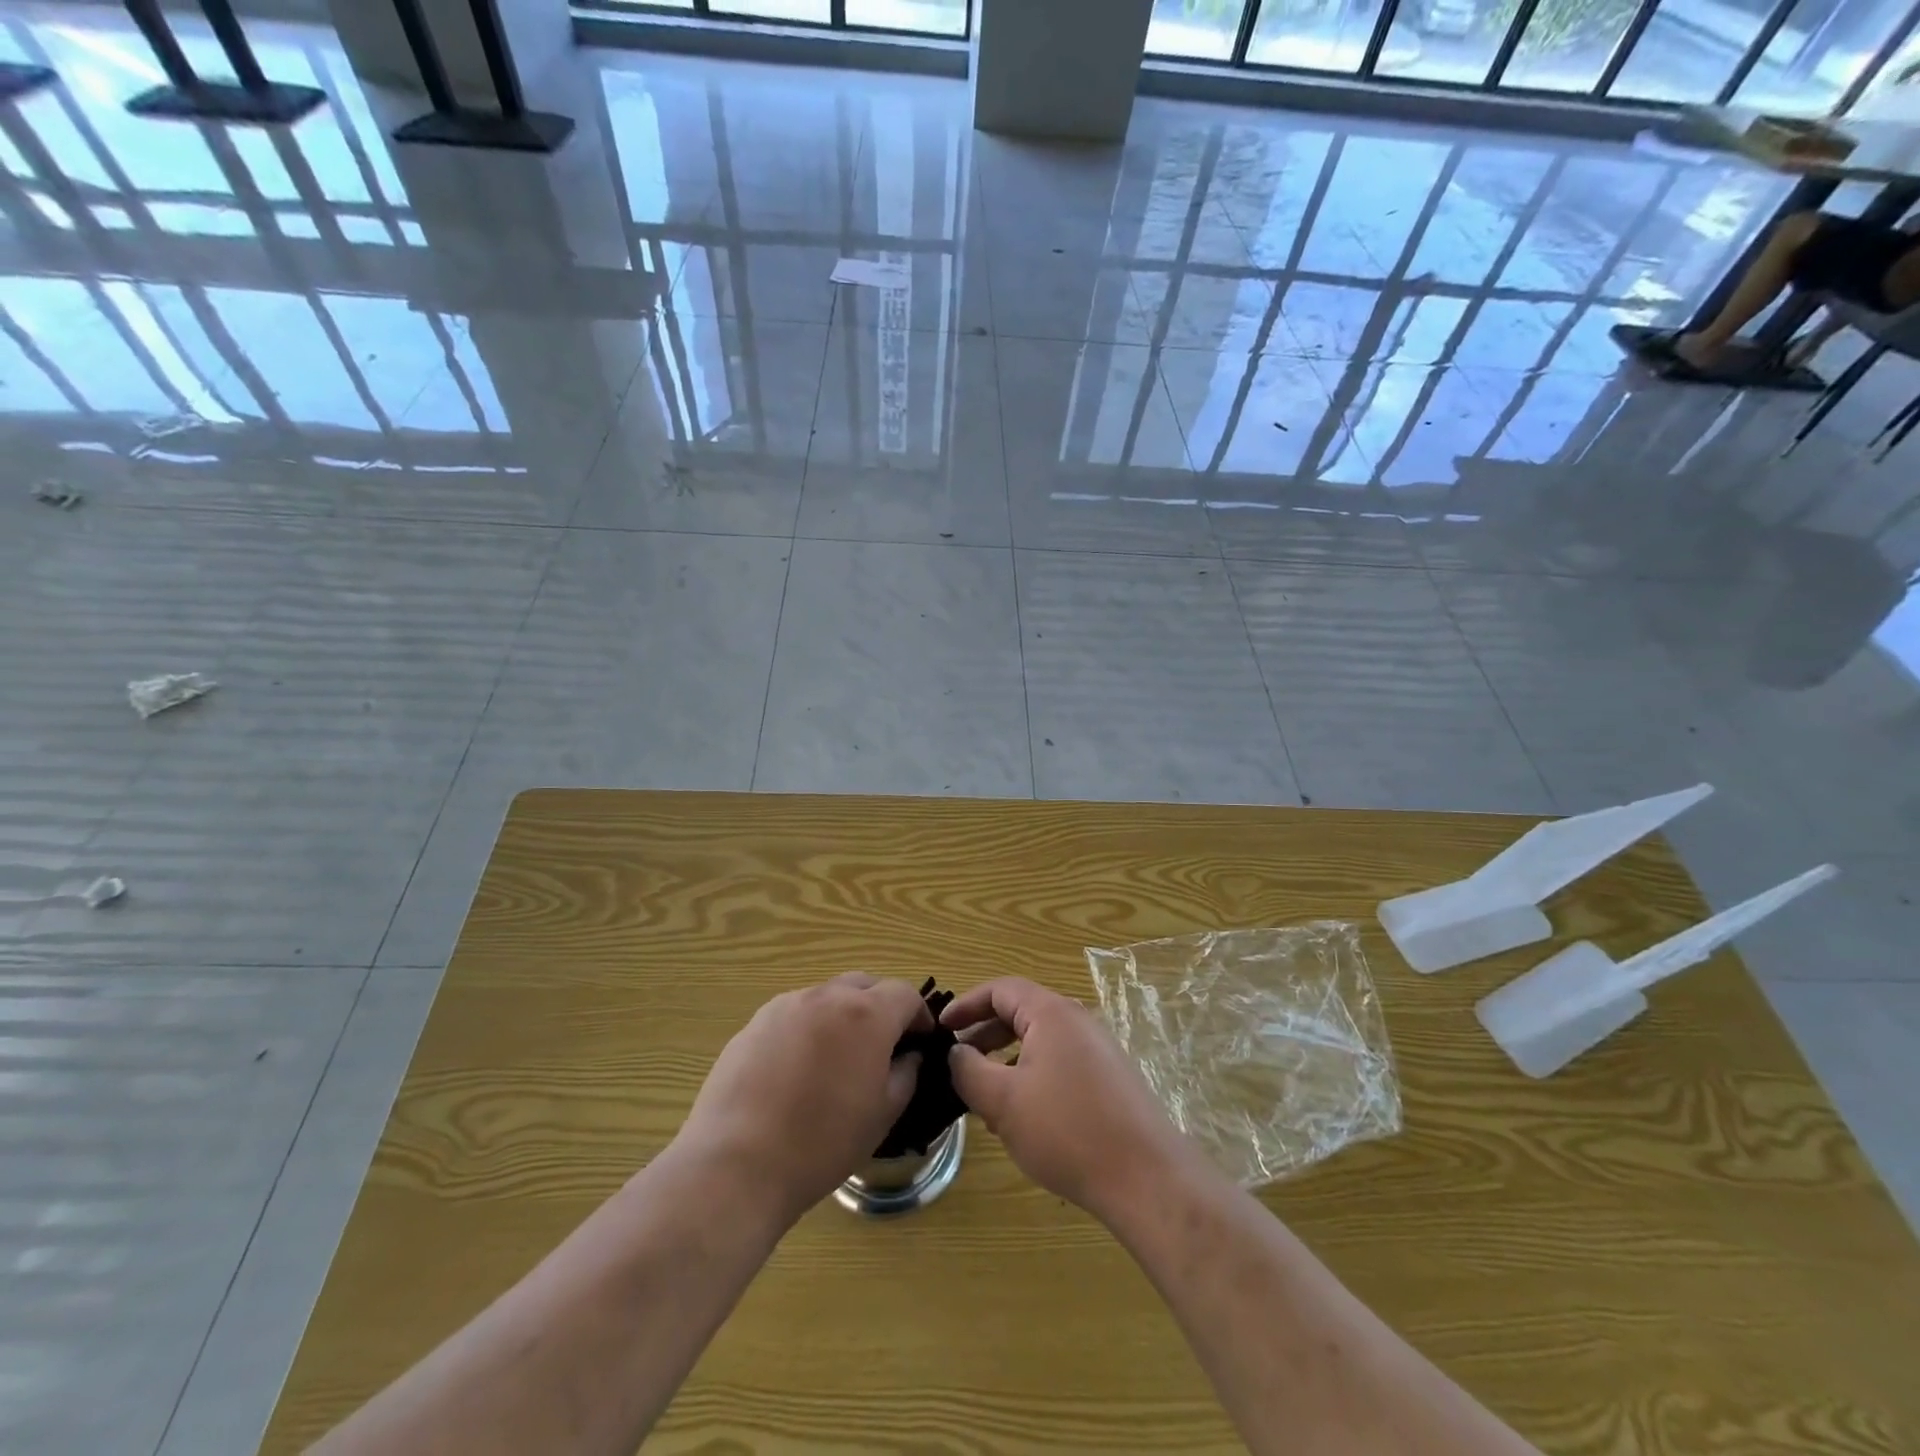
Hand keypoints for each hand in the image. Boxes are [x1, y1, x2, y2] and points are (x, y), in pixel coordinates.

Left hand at [677, 974, 930, 1224]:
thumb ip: (905, 1074)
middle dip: (880, 1007)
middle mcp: (827, 996)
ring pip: (827, 997)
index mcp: (866, 1014)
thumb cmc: (822, 1143)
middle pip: (865, 985)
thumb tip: (908, 1056)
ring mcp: (786, 1005)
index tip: (919, 1041)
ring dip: (842, 1016)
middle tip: (882, 1047)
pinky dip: (808, 1029)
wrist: (736, 1165)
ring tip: (836, 1059)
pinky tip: (797, 1071)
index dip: (919, 1014)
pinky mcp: (754, 1023)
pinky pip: (794, 1014)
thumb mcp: (882, 1115)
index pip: (905, 992)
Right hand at [942, 978, 1189, 1221]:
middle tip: (956, 1062)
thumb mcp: (1003, 1101)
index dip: (966, 1005)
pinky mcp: (1109, 1079)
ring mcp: (1097, 1049)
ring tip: (983, 1095)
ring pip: (1039, 1042)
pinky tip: (1021, 1116)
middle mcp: (1077, 1020)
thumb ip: (969, 1070)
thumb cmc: (1067, 1130)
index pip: (1000, 990)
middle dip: (984, 1035)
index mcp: (1051, 1013)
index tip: (941, 1029)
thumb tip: (955, 1053)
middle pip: (1020, 1012)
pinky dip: (1031, 1076)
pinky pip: (1059, 1063)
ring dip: (1006, 1060)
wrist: (1146, 1178)